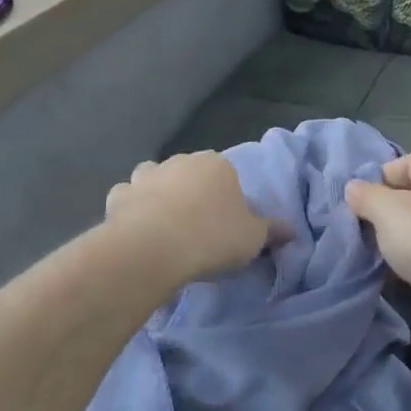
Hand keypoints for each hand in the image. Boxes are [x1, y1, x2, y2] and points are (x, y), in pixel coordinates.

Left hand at [104, 152, 272, 284]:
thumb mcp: (253, 239)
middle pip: (190, 174)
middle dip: (191, 193)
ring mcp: (145, 175)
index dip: (227, 198)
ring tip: (163, 225)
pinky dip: (130, 209)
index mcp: (217, 164)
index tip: (226, 224)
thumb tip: (292, 230)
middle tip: (197, 227)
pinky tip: (136, 230)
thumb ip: (272, 231)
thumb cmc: (212, 237)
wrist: (154, 249)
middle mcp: (181, 161)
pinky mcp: (117, 196)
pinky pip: (127, 199)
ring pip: (153, 178)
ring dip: (157, 194)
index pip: (226, 175)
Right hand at [345, 155, 410, 333]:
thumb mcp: (388, 211)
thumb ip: (366, 196)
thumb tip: (354, 188)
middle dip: (389, 212)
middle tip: (366, 231)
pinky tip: (407, 275)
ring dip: (405, 239)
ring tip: (383, 256)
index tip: (358, 205)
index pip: (406, 162)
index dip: (379, 179)